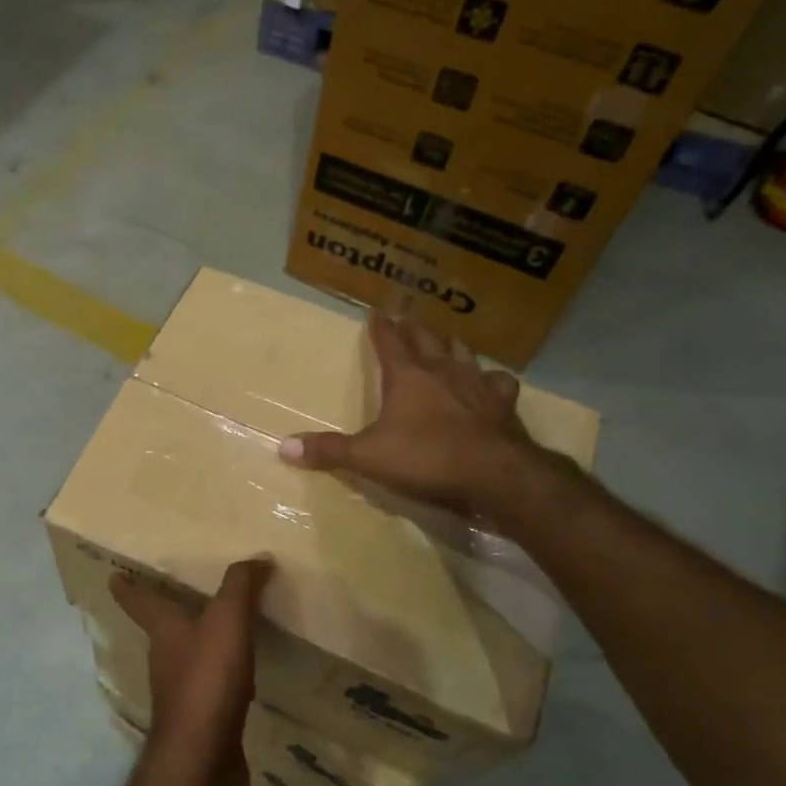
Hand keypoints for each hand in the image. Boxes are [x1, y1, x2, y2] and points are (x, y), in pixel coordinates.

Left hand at [108, 558, 271, 785]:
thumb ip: (241, 586)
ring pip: (188, 657)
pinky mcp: (201, 720)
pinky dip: (223, 674)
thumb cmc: (207, 679)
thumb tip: (257, 558)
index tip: (113, 576)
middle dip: (169, 612)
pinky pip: (212, 686)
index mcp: (164, 631)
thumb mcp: (227, 620)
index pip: (138, 601)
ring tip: (222, 628)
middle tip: (181, 593)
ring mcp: (181, 692)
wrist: (203, 759)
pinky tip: (243, 675)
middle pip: (163, 629)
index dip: (127, 587)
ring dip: (199, 643)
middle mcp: (165, 659)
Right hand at [278, 313, 554, 524]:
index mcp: (407, 376)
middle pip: (426, 338)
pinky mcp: (503, 403)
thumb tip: (283, 447)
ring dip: (450, 344)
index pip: (388, 341)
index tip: (375, 311)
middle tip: (406, 318)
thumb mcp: (368, 457)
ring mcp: (476, 384)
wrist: (494, 474)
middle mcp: (442, 370)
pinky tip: (490, 382)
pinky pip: (498, 381)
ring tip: (445, 341)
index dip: (379, 326)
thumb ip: (329, 451)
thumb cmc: (426, 458)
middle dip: (413, 327)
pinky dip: (491, 379)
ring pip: (462, 352)